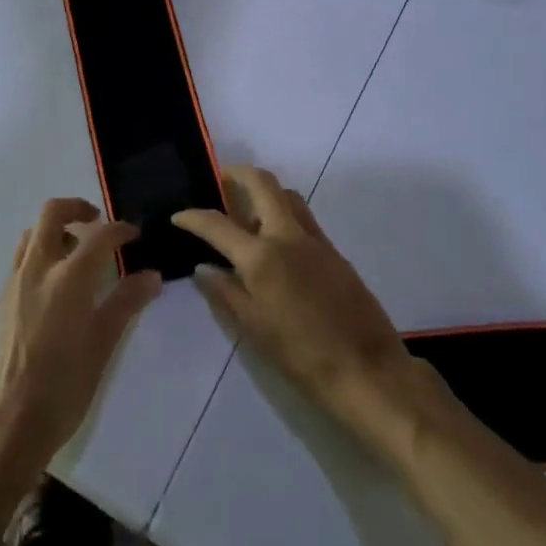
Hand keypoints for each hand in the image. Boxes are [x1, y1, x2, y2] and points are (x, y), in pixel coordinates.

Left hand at [0, 198, 162, 483]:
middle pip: (52, 213)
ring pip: (33, 233)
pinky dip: (42, 251)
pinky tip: (58, 282)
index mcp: (68, 279)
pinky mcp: (2, 299)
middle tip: (99, 224)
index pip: (99, 236)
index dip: (120, 229)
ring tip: (78, 252)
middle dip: (78, 208)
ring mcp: (15, 282)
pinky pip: (22, 257)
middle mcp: (38, 269)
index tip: (135, 235)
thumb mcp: (103, 346)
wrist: (7, 423)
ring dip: (56, 229)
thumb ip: (126, 303)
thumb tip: (151, 276)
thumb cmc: (63, 388)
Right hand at [175, 167, 429, 461]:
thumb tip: (203, 268)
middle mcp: (288, 237)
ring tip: (248, 215)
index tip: (178, 216)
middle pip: (264, 184)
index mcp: (262, 257)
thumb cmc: (302, 356)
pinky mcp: (336, 253)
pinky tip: (276, 245)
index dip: (193, 217)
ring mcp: (317, 242)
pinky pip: (305, 220)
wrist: (367, 371)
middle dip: (239, 174)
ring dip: (266, 193)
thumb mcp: (254, 329)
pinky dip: (285, 216)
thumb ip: (225, 293)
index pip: (218, 224)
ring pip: (289, 197)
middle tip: (222, 180)